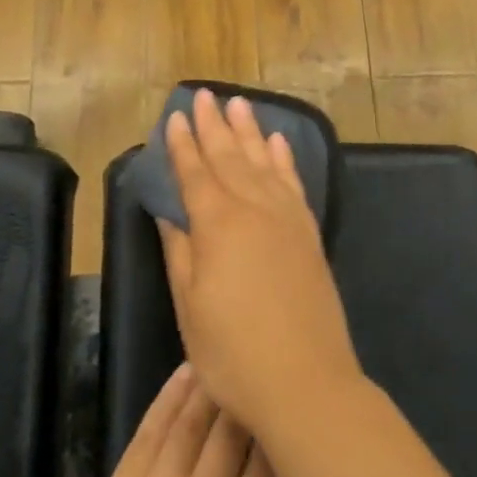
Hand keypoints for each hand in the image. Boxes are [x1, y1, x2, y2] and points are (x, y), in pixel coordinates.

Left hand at [40, 365, 290, 476]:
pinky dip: (168, 397)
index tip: (293, 399)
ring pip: (189, 417)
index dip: (281, 422)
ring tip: (226, 355)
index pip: (269, 454)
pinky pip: (149, 429)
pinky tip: (184, 374)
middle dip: (248, 395)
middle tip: (262, 365)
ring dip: (210, 383)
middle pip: (230, 427)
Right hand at [156, 90, 363, 439]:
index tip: (175, 116)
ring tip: (240, 104)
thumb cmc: (233, 352)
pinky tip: (278, 144)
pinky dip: (284, 160)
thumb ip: (179, 251)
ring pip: (263, 162)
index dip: (183, 144)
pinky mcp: (309, 234)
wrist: (307, 382)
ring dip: (250, 132)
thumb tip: (167, 212)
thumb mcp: (190, 306)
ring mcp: (287, 219)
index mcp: (218, 224)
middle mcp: (254, 209)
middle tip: (206, 95)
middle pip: (230, 157)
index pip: (195, 172)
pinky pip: (294, 184)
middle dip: (215, 125)